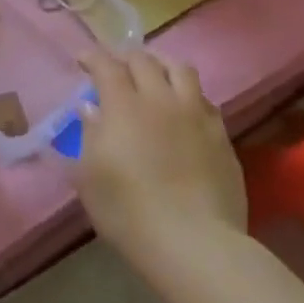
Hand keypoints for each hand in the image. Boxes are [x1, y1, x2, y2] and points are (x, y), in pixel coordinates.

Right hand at [72, 48, 246, 265]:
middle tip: (116, 69)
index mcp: (123, 105)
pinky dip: (188, 96)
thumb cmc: (129, 212)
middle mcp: (160, 99)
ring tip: (155, 76)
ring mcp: (196, 116)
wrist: (195, 245)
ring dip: (162, 65)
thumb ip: (89, 135)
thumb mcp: (89, 177)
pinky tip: (183, 111)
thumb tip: (91, 109)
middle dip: (125, 58)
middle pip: (144, 60)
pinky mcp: (221, 137)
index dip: (92, 57)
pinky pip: (205, 101)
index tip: (82, 60)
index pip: (106, 64)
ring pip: (181, 70)